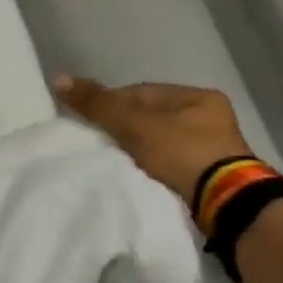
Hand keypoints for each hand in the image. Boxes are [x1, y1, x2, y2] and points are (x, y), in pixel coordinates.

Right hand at [55, 76, 253, 203]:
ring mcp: (212, 148)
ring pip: (157, 141)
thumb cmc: (182, 153)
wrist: (224, 203)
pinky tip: (133, 173)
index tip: (88, 121)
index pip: (141, 92)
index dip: (110, 103)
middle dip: (122, 128)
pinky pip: (167, 163)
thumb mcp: (135, 125)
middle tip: (97, 142)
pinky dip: (148, 166)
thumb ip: (98, 104)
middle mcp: (209, 118)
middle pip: (149, 117)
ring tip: (112, 160)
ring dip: (135, 149)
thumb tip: (59, 79)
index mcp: (198, 97)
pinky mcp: (207, 175)